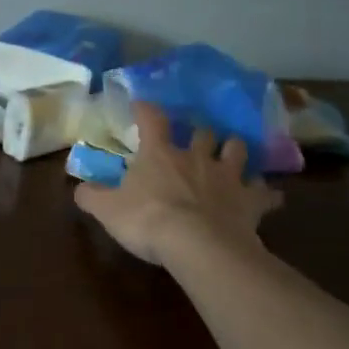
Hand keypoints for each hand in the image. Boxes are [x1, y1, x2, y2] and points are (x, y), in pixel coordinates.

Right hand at [74, 102, 281, 265]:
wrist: (198, 245)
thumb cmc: (148, 220)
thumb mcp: (107, 210)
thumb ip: (92, 196)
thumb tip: (78, 188)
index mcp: (160, 153)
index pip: (152, 119)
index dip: (146, 109)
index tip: (141, 104)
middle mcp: (196, 156)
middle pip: (204, 132)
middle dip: (200, 132)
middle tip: (196, 138)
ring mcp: (227, 176)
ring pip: (238, 150)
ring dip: (235, 150)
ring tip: (233, 155)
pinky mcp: (250, 201)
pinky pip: (266, 193)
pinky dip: (267, 194)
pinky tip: (270, 197)